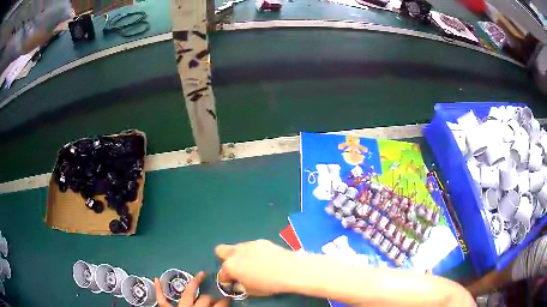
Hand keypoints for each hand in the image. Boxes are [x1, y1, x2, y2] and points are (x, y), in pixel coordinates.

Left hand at [154, 271, 229, 306]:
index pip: (219, 306)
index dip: (225, 302)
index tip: (229, 300)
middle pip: (206, 299)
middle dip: (212, 298)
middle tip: (216, 300)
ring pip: (188, 293)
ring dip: (194, 283)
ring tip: (200, 276)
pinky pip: (162, 299)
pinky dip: (158, 289)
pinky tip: (157, 279)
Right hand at [215, 239, 295, 295]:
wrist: (290, 270)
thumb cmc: (269, 284)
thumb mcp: (251, 291)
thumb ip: (240, 285)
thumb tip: (240, 282)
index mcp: (230, 266)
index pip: (221, 274)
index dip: (226, 280)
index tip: (232, 283)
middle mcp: (236, 252)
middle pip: (220, 251)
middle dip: (225, 259)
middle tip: (237, 269)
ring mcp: (248, 244)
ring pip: (237, 247)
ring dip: (240, 255)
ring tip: (254, 264)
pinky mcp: (260, 241)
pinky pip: (251, 247)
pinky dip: (253, 252)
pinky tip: (265, 259)